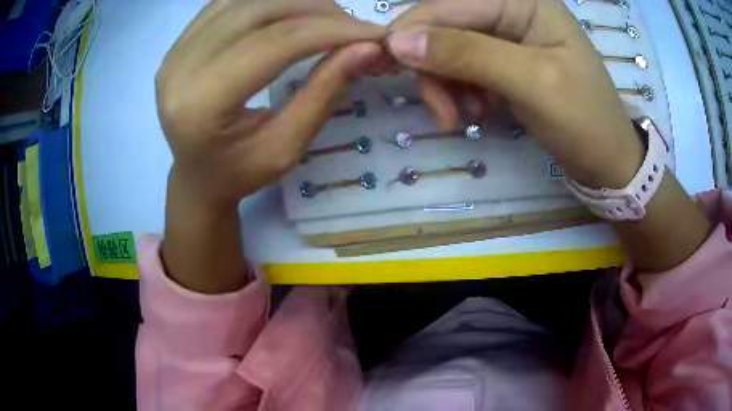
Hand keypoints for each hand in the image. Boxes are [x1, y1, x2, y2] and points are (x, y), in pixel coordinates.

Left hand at [156, 0, 384, 292]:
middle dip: (318, 11)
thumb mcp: (286, 148)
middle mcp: (180, 67)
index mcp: (201, 103)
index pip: (275, 43)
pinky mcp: (179, 41)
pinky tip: (293, 12)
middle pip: (261, 11)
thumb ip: (324, 92)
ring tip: (329, 18)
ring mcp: (176, 49)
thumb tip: (368, 48)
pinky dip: (268, 1)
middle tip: (354, 25)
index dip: (331, 30)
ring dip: (296, 1)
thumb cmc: (238, 173)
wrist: (196, 176)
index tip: (375, 33)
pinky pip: (230, 2)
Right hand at [386, 0, 711, 271]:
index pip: (448, 4)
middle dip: (434, 68)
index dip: (413, 33)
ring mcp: (507, 35)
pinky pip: (463, 68)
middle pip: (444, 26)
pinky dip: (461, 93)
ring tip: (464, 119)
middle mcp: (510, 9)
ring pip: (448, 49)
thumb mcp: (532, 83)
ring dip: (446, 85)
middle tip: (443, 113)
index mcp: (522, 0)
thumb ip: (468, 54)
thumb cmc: (585, 119)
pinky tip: (479, 113)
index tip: (390, 70)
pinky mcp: (504, 60)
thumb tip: (398, 42)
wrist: (608, 160)